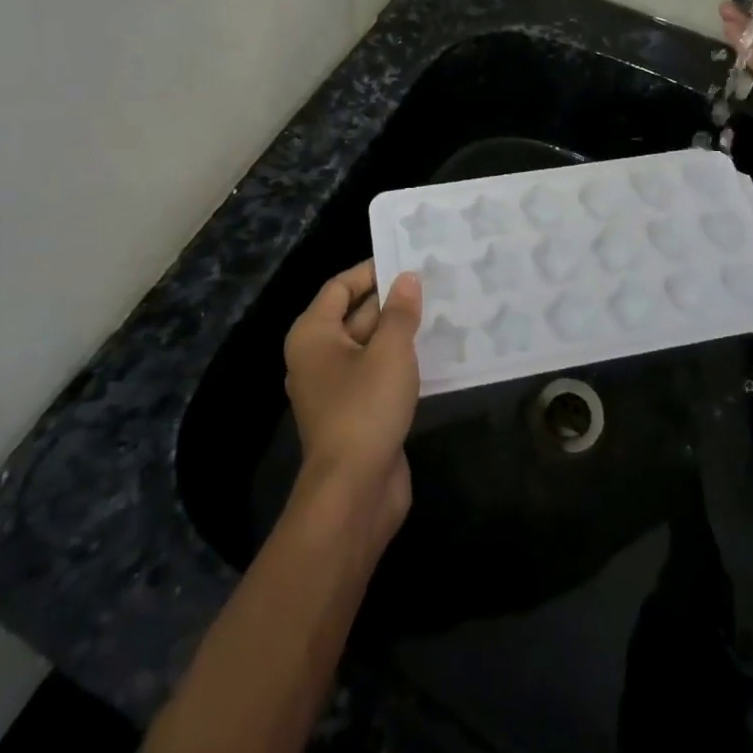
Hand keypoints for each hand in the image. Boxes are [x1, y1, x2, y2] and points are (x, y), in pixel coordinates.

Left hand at [283, 261, 422, 538]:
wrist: (354, 492)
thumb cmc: (365, 408)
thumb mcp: (389, 351)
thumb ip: (400, 312)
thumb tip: (407, 279)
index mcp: (313, 335)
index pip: (340, 287)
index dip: (372, 271)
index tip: (407, 260)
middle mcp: (317, 357)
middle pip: (354, 314)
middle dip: (390, 300)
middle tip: (432, 282)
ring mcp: (336, 387)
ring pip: (369, 345)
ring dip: (399, 331)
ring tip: (439, 310)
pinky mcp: (355, 412)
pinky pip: (377, 372)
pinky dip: (399, 360)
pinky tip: (433, 351)